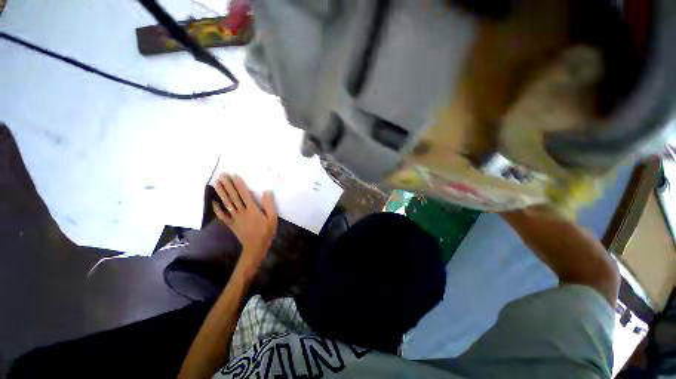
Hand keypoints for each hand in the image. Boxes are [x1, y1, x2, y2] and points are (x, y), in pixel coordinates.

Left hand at [212, 173, 277, 277]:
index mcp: (252, 210)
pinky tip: (214, 201)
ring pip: (227, 203)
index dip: (239, 184)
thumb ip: (269, 205)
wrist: (256, 247)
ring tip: (217, 183)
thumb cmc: (266, 232)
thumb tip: (267, 192)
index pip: (244, 194)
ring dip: (221, 193)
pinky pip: (222, 215)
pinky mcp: (231, 224)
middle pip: (233, 197)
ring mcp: (235, 218)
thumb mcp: (273, 218)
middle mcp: (241, 212)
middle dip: (227, 185)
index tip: (234, 175)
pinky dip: (217, 208)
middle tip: (221, 175)